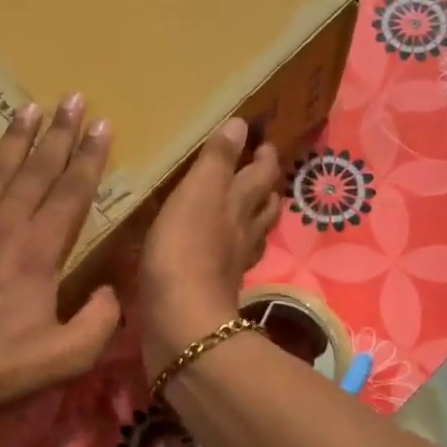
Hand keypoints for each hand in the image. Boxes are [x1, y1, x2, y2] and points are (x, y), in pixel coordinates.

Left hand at [0, 95, 121, 440]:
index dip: (90, 157)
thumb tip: (110, 289)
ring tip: (28, 108)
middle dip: (58, 133)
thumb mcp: (68, 358)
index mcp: (37, 253)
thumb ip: (101, 319)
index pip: (70, 193)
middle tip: (73, 98)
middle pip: (35, 171)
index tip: (102, 124)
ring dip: (12, 140)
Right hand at [138, 116, 281, 381]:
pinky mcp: (215, 289)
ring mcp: (231, 264)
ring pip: (252, 234)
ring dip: (253, 217)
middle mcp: (243, 232)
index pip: (262, 173)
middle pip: (264, 205)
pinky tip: (219, 249)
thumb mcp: (198, 193)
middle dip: (265, 186)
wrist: (181, 322)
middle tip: (259, 171)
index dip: (265, 156)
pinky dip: (230, 249)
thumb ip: (217, 160)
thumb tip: (241, 123)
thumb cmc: (185, 250)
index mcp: (239, 204)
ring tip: (244, 206)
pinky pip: (230, 261)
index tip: (265, 142)